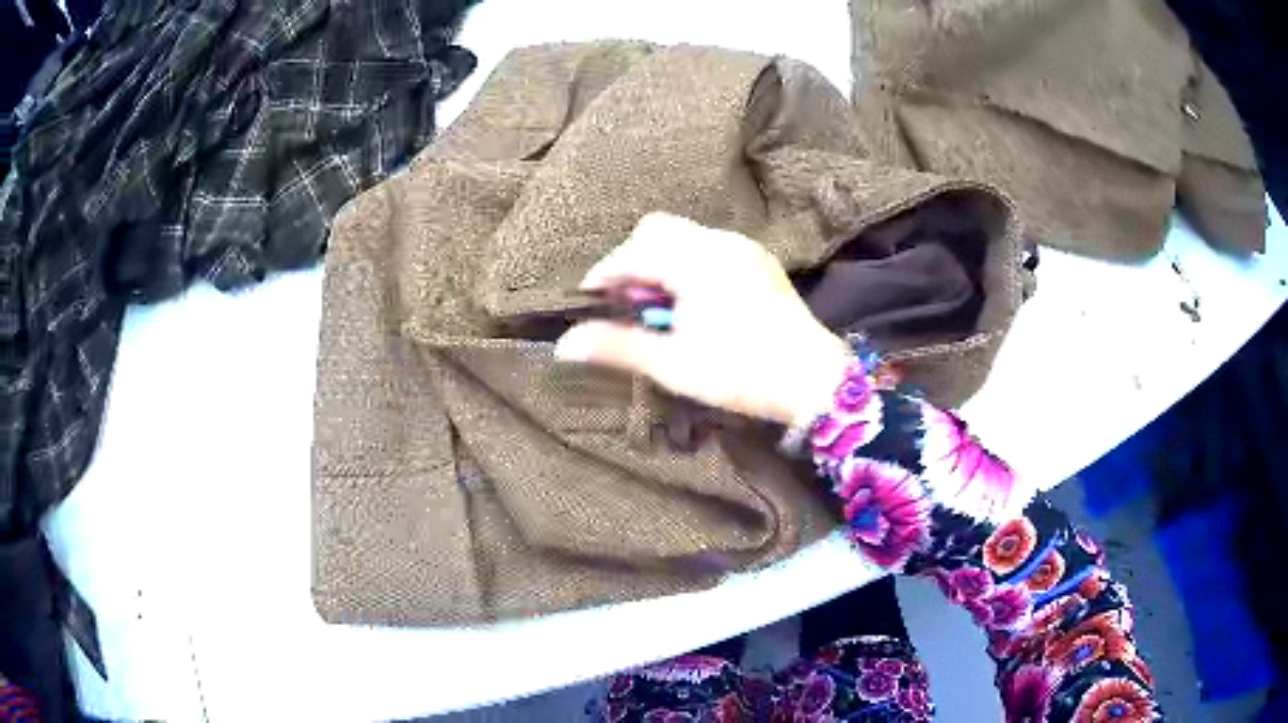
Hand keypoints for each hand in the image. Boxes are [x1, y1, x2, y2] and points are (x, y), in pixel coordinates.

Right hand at [554, 213, 851, 426]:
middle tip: (628, 304)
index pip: (632, 252)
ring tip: (660, 309)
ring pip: (683, 237)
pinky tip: (693, 304)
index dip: (603, 275)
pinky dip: (687, 265)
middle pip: (656, 231)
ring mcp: (743, 249)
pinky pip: (709, 247)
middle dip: (632, 261)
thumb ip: (617, 346)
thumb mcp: (673, 364)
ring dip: (660, 263)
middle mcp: (719, 242)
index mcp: (696, 260)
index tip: (588, 301)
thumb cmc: (741, 371)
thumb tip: (564, 345)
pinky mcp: (759, 262)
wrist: (814, 380)